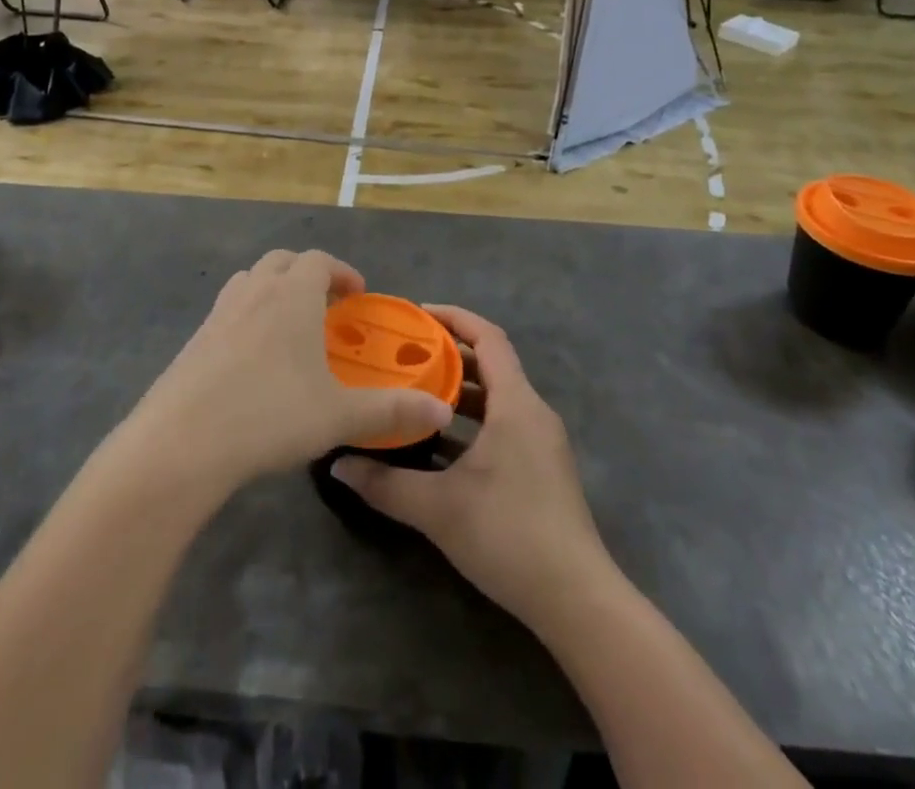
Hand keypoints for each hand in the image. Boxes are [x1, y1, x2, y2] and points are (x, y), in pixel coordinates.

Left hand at [133, 251, 454, 488]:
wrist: (181, 442)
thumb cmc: (269, 416)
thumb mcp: (338, 416)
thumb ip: (391, 410)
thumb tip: (440, 410)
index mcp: (292, 295)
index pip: (319, 260)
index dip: (342, 271)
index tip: (358, 295)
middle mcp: (255, 291)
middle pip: (283, 261)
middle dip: (308, 274)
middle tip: (327, 307)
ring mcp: (219, 312)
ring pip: (251, 280)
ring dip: (274, 289)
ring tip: (291, 326)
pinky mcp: (194, 339)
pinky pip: (228, 309)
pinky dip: (248, 315)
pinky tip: (254, 359)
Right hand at [330, 307, 612, 629]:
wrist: (577, 601)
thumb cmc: (509, 535)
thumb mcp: (438, 508)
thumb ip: (385, 483)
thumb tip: (338, 463)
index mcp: (516, 404)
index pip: (488, 337)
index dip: (454, 318)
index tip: (416, 314)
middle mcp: (533, 413)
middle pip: (491, 364)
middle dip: (449, 354)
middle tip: (404, 353)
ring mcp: (541, 442)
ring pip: (497, 397)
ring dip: (459, 390)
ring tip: (414, 391)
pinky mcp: (541, 468)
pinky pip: (503, 423)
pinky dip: (472, 421)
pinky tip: (439, 443)